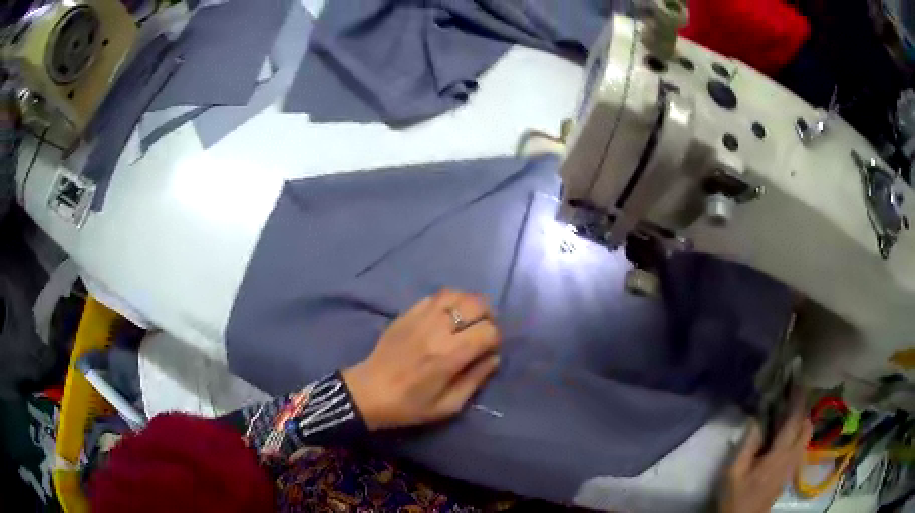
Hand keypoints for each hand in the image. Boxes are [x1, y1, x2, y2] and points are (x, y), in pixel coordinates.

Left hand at [342, 289, 500, 429]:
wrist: (368, 392)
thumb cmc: (409, 405)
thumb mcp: (448, 406)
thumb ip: (475, 380)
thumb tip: (494, 358)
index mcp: (449, 355)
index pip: (487, 331)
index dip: (495, 339)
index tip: (489, 349)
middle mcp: (437, 329)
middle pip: (475, 304)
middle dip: (488, 315)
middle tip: (483, 330)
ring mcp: (420, 317)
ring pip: (455, 294)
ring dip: (469, 303)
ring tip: (469, 318)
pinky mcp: (407, 313)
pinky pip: (435, 296)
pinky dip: (449, 301)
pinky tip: (448, 315)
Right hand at [718, 392, 812, 512]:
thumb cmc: (736, 495)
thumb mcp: (734, 471)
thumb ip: (748, 443)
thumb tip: (758, 417)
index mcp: (779, 454)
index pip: (794, 419)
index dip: (798, 397)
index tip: (797, 377)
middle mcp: (792, 456)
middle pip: (807, 424)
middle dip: (803, 406)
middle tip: (792, 394)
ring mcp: (793, 464)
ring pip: (807, 434)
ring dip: (803, 418)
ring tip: (790, 411)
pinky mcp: (791, 471)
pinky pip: (802, 444)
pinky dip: (800, 431)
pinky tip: (788, 433)